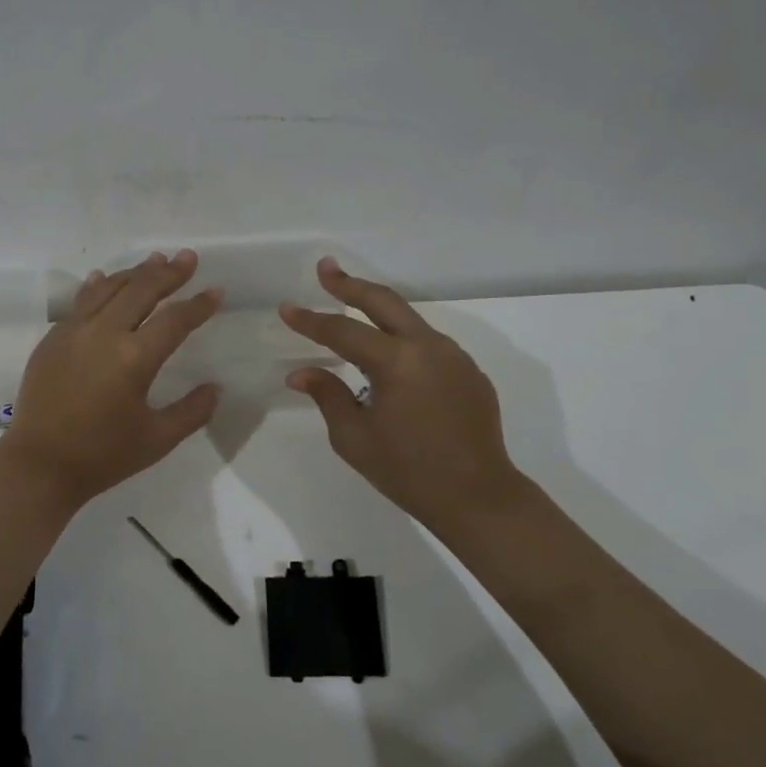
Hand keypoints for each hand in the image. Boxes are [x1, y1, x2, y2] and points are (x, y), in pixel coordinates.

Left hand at [0, 250, 222, 504]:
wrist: (39, 465)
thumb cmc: (102, 456)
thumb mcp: (157, 440)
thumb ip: (192, 412)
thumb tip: (215, 389)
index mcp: (135, 358)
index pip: (175, 320)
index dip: (199, 304)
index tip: (216, 291)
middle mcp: (105, 334)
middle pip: (142, 290)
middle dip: (169, 272)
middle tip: (188, 258)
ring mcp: (74, 331)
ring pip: (109, 288)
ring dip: (135, 272)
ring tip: (156, 260)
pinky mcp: (53, 338)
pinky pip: (81, 301)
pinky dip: (98, 285)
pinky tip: (105, 277)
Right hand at [281, 258, 531, 542]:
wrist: (479, 497)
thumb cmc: (408, 472)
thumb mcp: (355, 438)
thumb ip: (328, 396)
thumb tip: (302, 373)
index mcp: (396, 362)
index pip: (343, 331)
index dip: (311, 320)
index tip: (287, 308)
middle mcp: (428, 347)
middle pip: (383, 301)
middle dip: (350, 284)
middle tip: (326, 269)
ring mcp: (454, 356)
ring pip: (409, 318)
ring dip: (378, 308)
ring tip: (351, 305)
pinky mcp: (469, 371)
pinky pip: (428, 343)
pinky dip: (402, 337)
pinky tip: (389, 354)